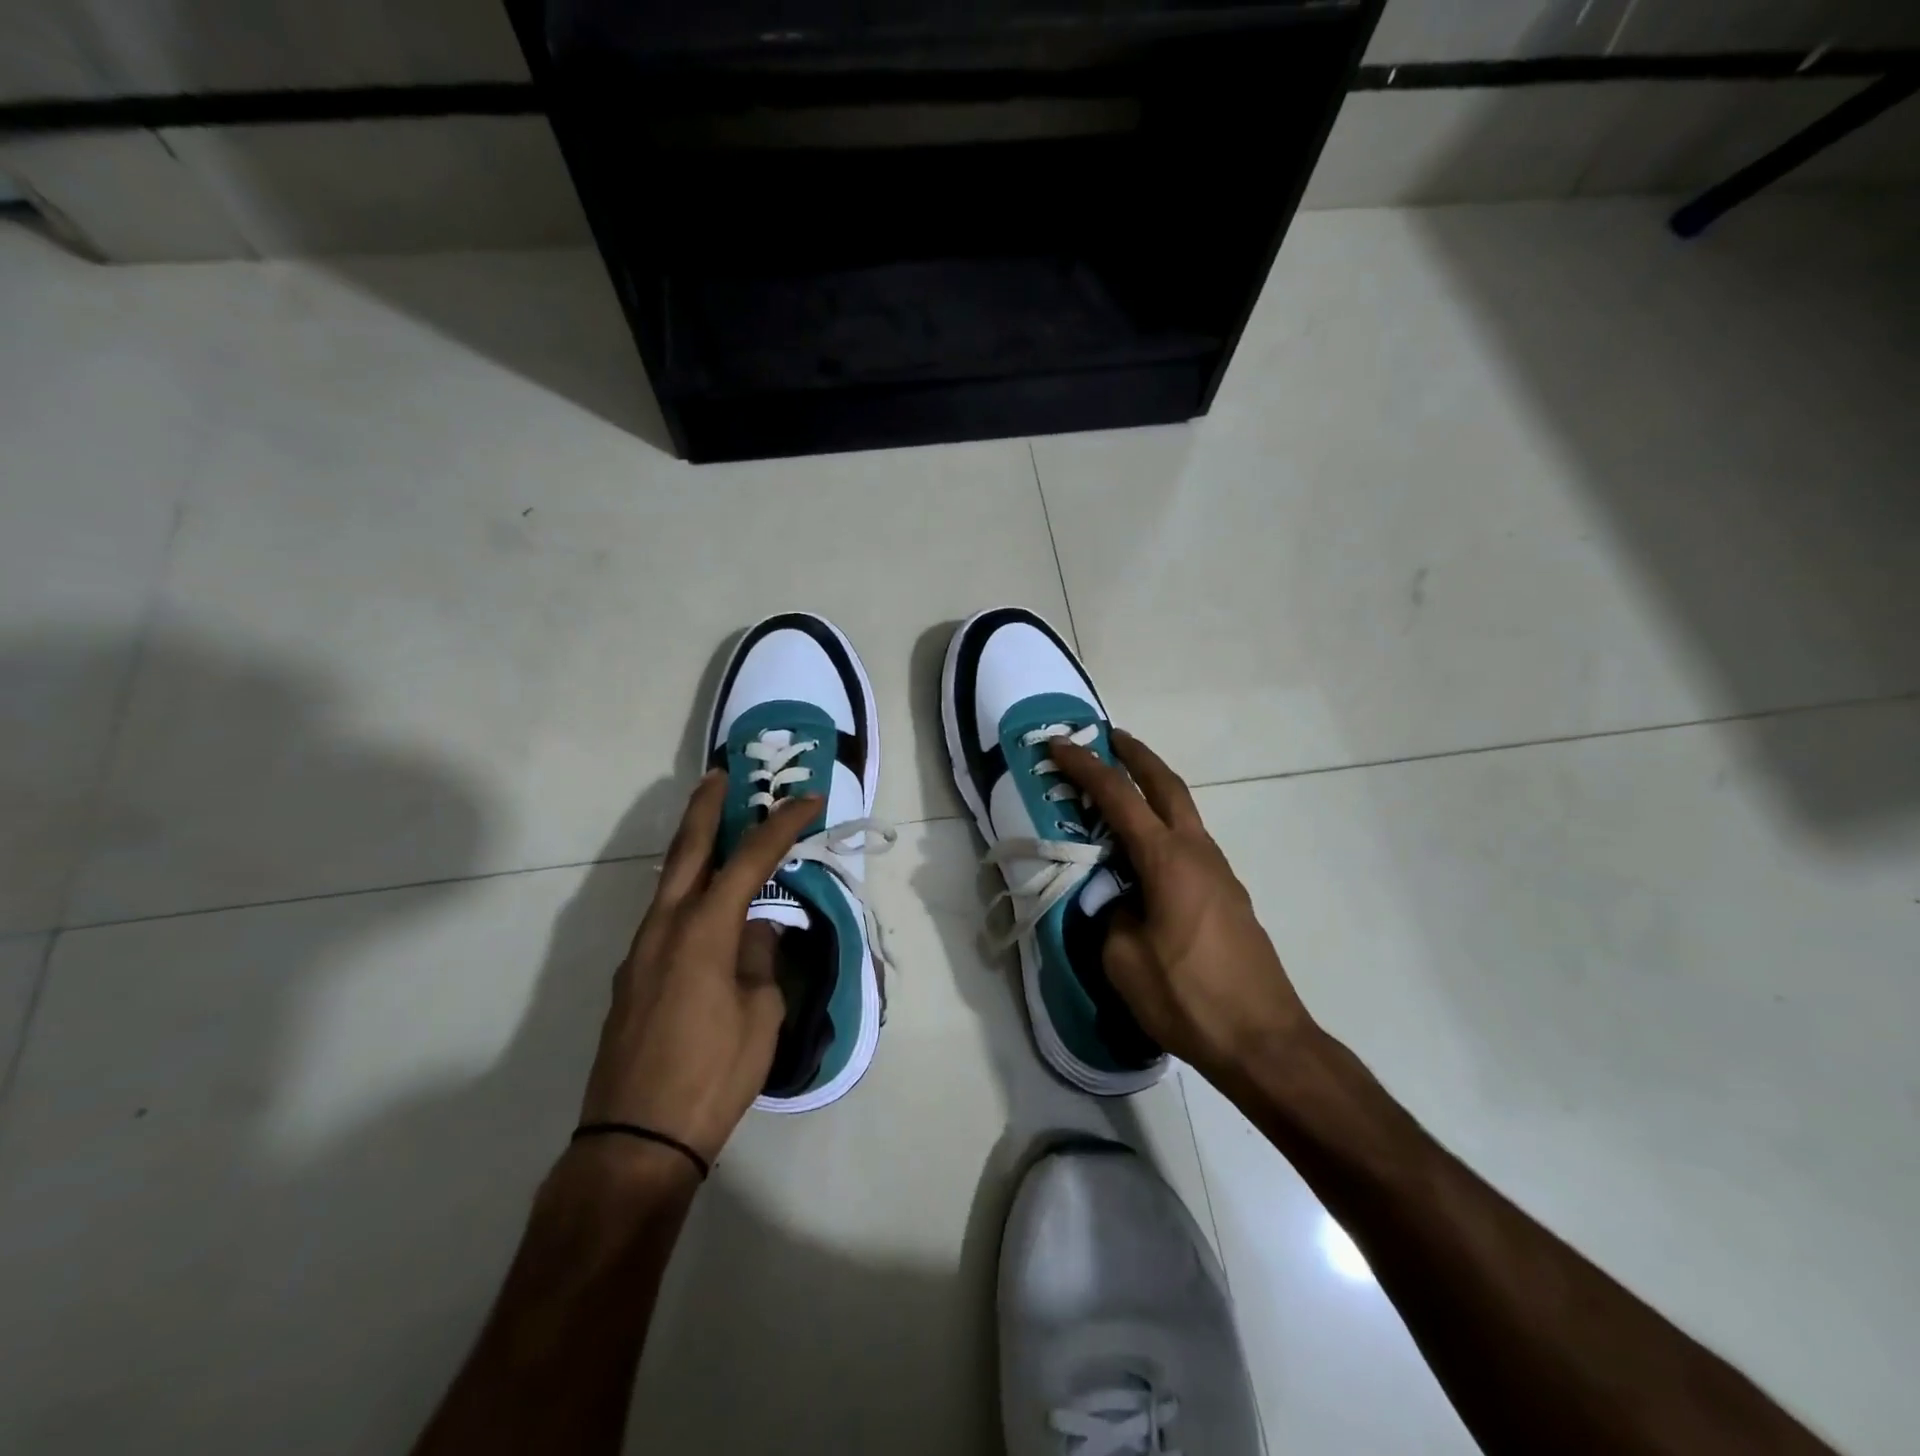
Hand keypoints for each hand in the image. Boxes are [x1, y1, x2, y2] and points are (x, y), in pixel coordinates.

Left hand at [579, 773, 817, 1163]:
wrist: (634, 1141)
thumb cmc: (712, 1075)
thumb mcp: (760, 1015)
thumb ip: (760, 960)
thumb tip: (756, 933)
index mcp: (704, 931)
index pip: (749, 860)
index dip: (781, 825)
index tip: (808, 800)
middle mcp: (665, 928)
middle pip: (686, 850)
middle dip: (706, 808)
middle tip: (721, 775)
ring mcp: (640, 952)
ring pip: (668, 883)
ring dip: (692, 850)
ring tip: (717, 832)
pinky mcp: (631, 978)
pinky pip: (663, 917)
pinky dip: (686, 894)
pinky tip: (704, 909)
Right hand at [1050, 730, 1315, 1082]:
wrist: (1265, 1041)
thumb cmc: (1188, 997)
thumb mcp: (1123, 959)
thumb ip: (1110, 914)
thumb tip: (1117, 900)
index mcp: (1167, 861)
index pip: (1119, 798)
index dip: (1085, 768)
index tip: (1059, 746)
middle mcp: (1198, 853)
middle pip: (1167, 786)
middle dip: (1137, 756)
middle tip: (1110, 738)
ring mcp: (1219, 873)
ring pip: (1183, 814)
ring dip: (1153, 791)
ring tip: (1121, 794)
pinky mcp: (1228, 897)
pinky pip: (1189, 845)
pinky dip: (1163, 828)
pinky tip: (1145, 855)